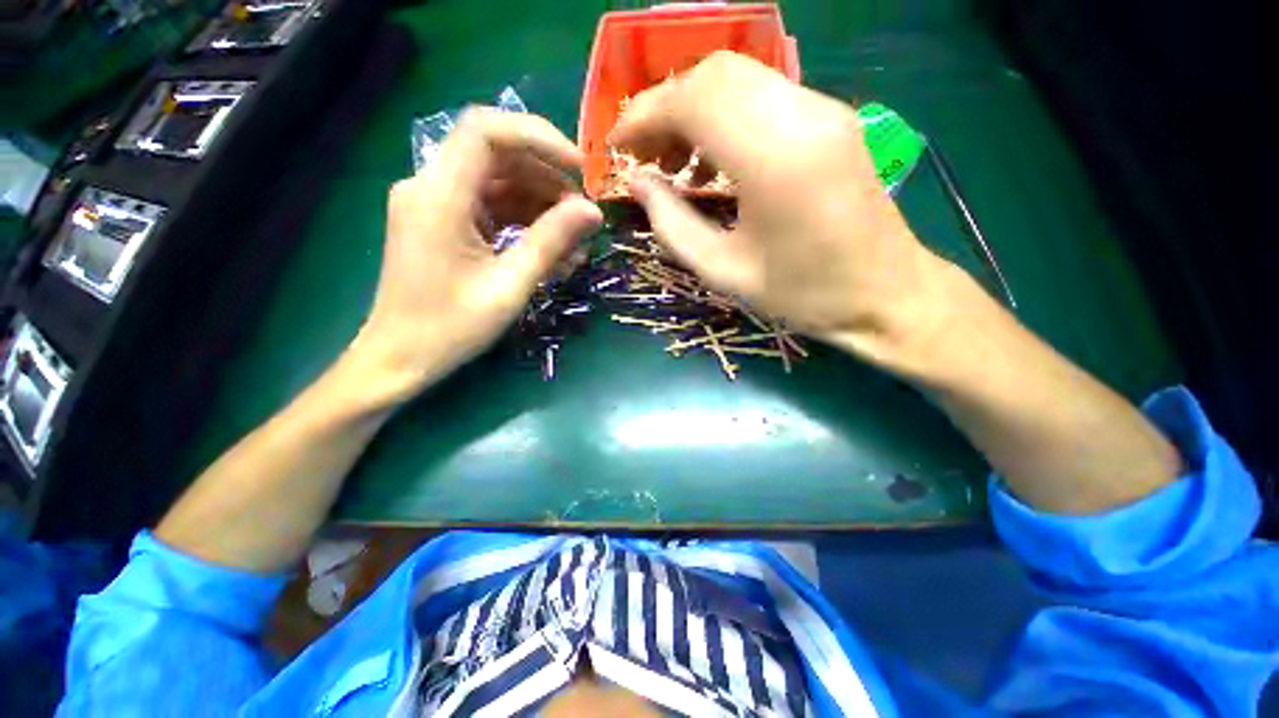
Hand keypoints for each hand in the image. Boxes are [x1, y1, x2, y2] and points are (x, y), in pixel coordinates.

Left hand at [352, 108, 602, 402]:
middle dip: (548, 179)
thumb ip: (551, 244)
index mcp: (439, 197)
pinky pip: (491, 207)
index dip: (539, 138)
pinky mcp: (445, 222)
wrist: (400, 358)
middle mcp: (431, 187)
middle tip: (584, 214)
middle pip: (498, 156)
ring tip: (576, 238)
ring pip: (499, 182)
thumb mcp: (509, 287)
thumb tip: (593, 212)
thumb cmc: (450, 329)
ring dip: (542, 203)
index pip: (486, 132)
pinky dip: (525, 222)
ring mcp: (436, 204)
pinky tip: (554, 249)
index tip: (579, 170)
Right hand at [611, 51, 953, 366]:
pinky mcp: (831, 117)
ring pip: (739, 77)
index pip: (694, 100)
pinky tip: (714, 160)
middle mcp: (802, 115)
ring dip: (694, 109)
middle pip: (715, 74)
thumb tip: (638, 183)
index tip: (618, 146)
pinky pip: (763, 95)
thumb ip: (672, 225)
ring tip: (675, 162)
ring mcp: (823, 109)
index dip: (645, 115)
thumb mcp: (724, 273)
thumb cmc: (802, 295)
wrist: (886, 294)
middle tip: (645, 155)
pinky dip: (724, 115)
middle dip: (666, 107)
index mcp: (775, 160)